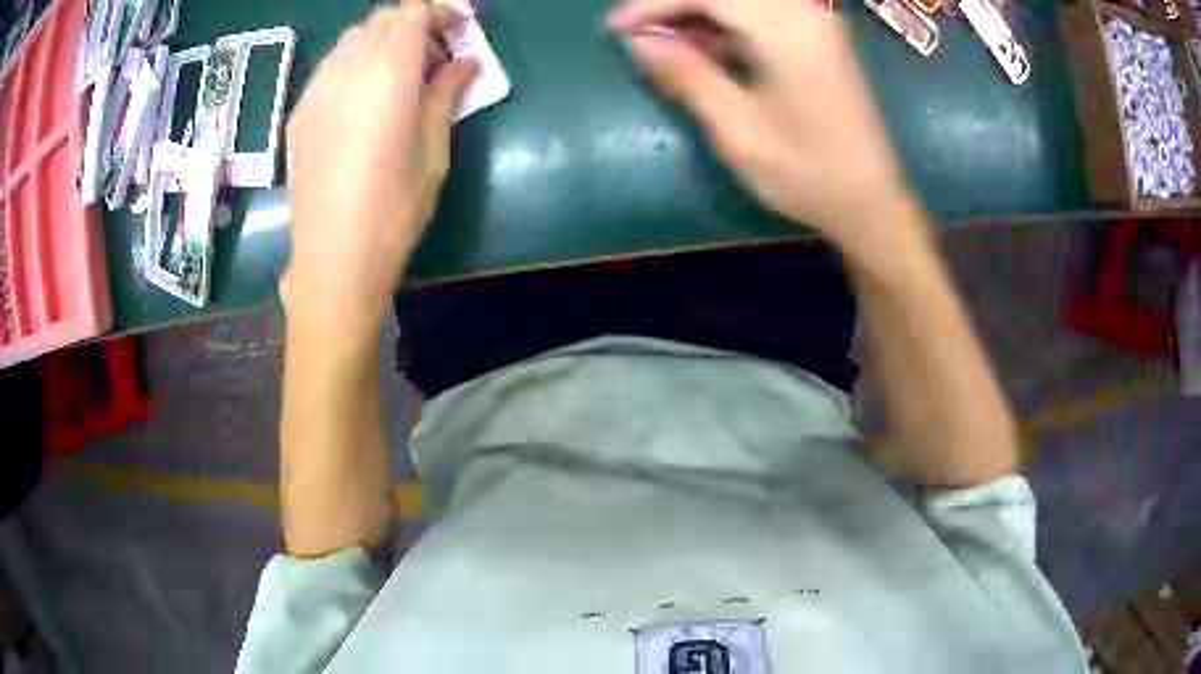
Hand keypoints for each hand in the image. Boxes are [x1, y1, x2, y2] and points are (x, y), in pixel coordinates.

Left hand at [282, 3, 477, 335]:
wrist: (333, 258)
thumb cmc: (393, 209)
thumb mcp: (433, 150)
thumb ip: (446, 93)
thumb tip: (465, 62)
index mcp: (387, 74)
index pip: (412, 12)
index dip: (440, 12)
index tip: (460, 30)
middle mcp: (347, 70)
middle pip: (382, 19)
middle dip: (413, 23)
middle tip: (437, 52)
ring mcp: (316, 90)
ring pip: (353, 39)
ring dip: (383, 40)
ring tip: (401, 72)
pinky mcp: (300, 113)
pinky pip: (331, 66)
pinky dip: (355, 62)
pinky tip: (365, 95)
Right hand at [607, 0, 920, 264]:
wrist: (872, 201)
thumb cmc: (809, 173)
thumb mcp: (739, 130)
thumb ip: (688, 77)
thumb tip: (639, 43)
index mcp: (787, 30)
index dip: (654, 3)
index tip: (615, 29)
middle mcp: (804, 13)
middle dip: (674, 5)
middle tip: (638, 34)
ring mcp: (815, 23)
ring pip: (742, 0)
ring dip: (698, 13)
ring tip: (662, 42)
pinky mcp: (817, 38)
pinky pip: (760, 14)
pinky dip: (724, 24)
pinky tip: (700, 46)